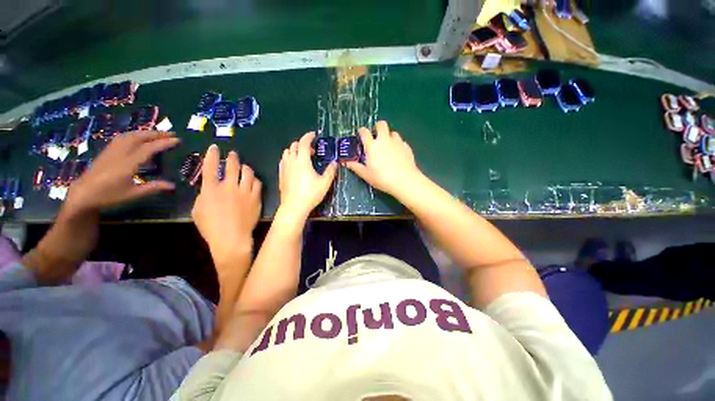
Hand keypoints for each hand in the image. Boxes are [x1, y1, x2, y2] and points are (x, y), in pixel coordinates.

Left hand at [65, 131, 179, 215]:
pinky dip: (134, 134)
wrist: (82, 194)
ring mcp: (112, 151)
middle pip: (139, 138)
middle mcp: (120, 153)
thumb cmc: (108, 196)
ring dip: (145, 132)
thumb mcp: (132, 194)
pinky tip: (138, 137)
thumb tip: (173, 185)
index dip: (164, 143)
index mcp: (127, 164)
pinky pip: (122, 138)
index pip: (148, 149)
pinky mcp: (107, 151)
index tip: (177, 140)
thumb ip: (152, 188)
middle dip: (156, 134)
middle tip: (170, 134)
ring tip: (157, 133)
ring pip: (130, 135)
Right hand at [192, 145, 261, 266]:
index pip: (210, 167)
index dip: (212, 155)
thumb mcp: (198, 210)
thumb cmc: (211, 227)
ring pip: (248, 173)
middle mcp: (229, 187)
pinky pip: (257, 184)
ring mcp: (245, 192)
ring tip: (245, 166)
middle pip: (232, 166)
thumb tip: (209, 187)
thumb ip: (204, 195)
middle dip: (232, 157)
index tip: (214, 147)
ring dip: (245, 167)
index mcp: (211, 189)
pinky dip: (255, 180)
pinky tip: (254, 180)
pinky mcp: (256, 198)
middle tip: (233, 154)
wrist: (232, 237)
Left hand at [278, 132, 336, 218]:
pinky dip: (289, 157)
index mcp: (302, 160)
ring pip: (287, 152)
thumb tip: (335, 163)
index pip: (304, 143)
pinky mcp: (281, 174)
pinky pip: (283, 160)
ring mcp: (284, 167)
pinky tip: (294, 165)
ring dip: (295, 150)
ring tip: (303, 157)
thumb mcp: (325, 183)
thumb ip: (330, 171)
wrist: (294, 207)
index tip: (314, 134)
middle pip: (294, 145)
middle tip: (312, 150)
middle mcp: (291, 161)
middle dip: (303, 143)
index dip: (309, 136)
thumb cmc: (310, 194)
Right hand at [346, 120, 421, 195]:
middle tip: (376, 136)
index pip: (364, 131)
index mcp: (372, 146)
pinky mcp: (407, 147)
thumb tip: (347, 163)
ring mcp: (397, 142)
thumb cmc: (382, 178)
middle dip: (377, 127)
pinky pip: (401, 141)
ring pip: (393, 132)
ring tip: (387, 145)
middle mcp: (384, 140)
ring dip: (389, 136)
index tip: (361, 134)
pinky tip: (397, 153)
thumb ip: (356, 167)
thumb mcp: (366, 175)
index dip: (361, 131)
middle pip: (381, 124)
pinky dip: (397, 144)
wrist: (404, 181)